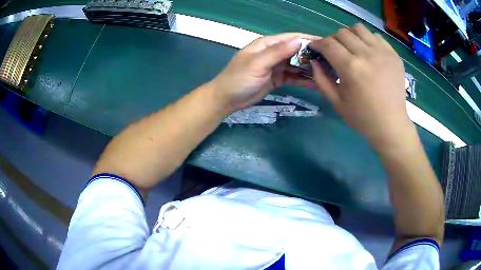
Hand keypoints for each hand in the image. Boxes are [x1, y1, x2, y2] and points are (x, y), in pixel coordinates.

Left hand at [210, 33, 319, 112]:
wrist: (227, 99)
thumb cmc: (238, 79)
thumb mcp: (257, 63)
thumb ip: (277, 52)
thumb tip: (299, 41)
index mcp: (267, 44)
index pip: (291, 38)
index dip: (308, 40)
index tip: (326, 44)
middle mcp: (273, 53)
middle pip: (297, 51)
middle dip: (313, 56)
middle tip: (331, 62)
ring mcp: (276, 66)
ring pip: (297, 65)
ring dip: (310, 69)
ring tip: (328, 74)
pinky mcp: (278, 79)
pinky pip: (294, 77)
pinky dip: (304, 80)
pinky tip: (316, 84)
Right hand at [309, 24, 412, 147]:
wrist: (391, 125)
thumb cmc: (362, 117)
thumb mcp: (336, 102)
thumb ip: (321, 79)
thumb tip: (314, 61)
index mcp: (350, 67)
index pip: (328, 43)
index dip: (318, 43)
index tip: (316, 48)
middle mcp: (366, 54)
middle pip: (342, 33)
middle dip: (333, 40)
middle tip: (335, 51)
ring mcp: (382, 52)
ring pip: (359, 29)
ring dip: (350, 35)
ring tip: (352, 47)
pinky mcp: (393, 54)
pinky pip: (376, 36)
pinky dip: (368, 39)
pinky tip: (368, 52)